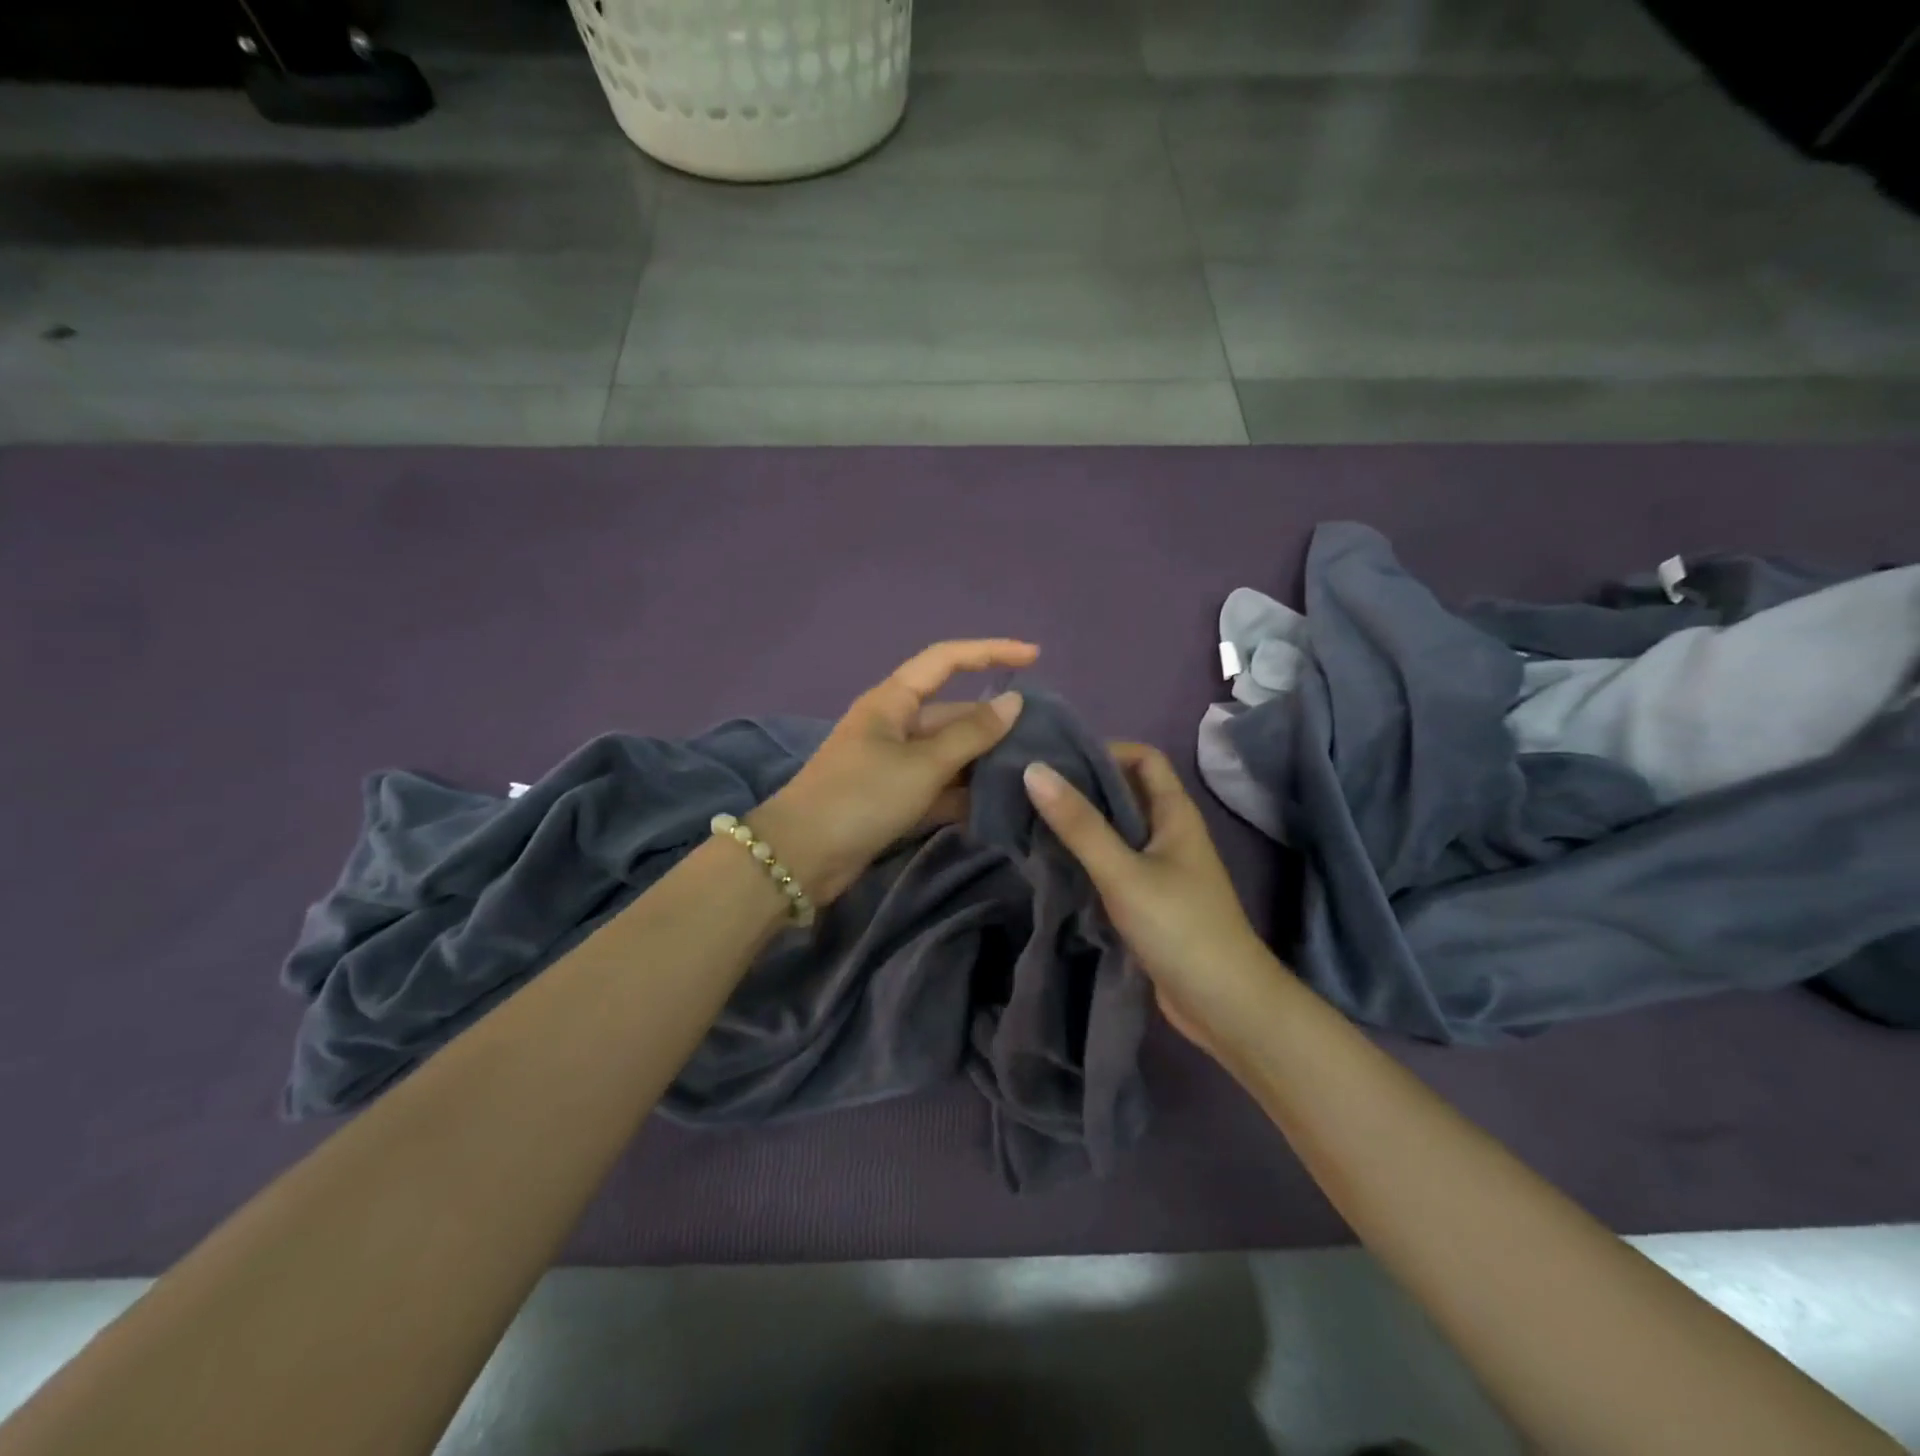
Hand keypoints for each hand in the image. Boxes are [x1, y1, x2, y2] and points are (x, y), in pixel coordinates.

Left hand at [751, 639, 1038, 903]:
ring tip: (1032, 773)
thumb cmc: (862, 797)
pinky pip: (938, 786)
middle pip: (953, 713)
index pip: (947, 660)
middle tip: (1043, 739)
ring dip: (983, 762)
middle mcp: (894, 725)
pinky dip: (963, 794)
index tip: (1035, 656)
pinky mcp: (894, 798)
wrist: (802, 857)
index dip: (991, 652)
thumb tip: (1014, 701)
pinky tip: (999, 805)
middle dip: (994, 724)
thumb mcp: (923, 764)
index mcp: (893, 700)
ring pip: (949, 754)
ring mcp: (893, 763)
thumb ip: (972, 734)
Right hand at [1023, 744, 1280, 1054]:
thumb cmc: (1179, 927)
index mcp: (1175, 813)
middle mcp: (1170, 833)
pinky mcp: (1149, 900)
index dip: (1105, 750)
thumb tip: (1034, 770)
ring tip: (1030, 819)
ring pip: (1117, 830)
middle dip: (1083, 786)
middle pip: (1126, 792)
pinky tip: (1052, 862)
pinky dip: (1086, 857)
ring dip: (1081, 823)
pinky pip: (1114, 863)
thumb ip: (1079, 824)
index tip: (1057, 760)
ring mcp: (1161, 868)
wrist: (1224, 1005)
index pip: (1143, 758)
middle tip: (1030, 788)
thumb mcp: (1123, 872)